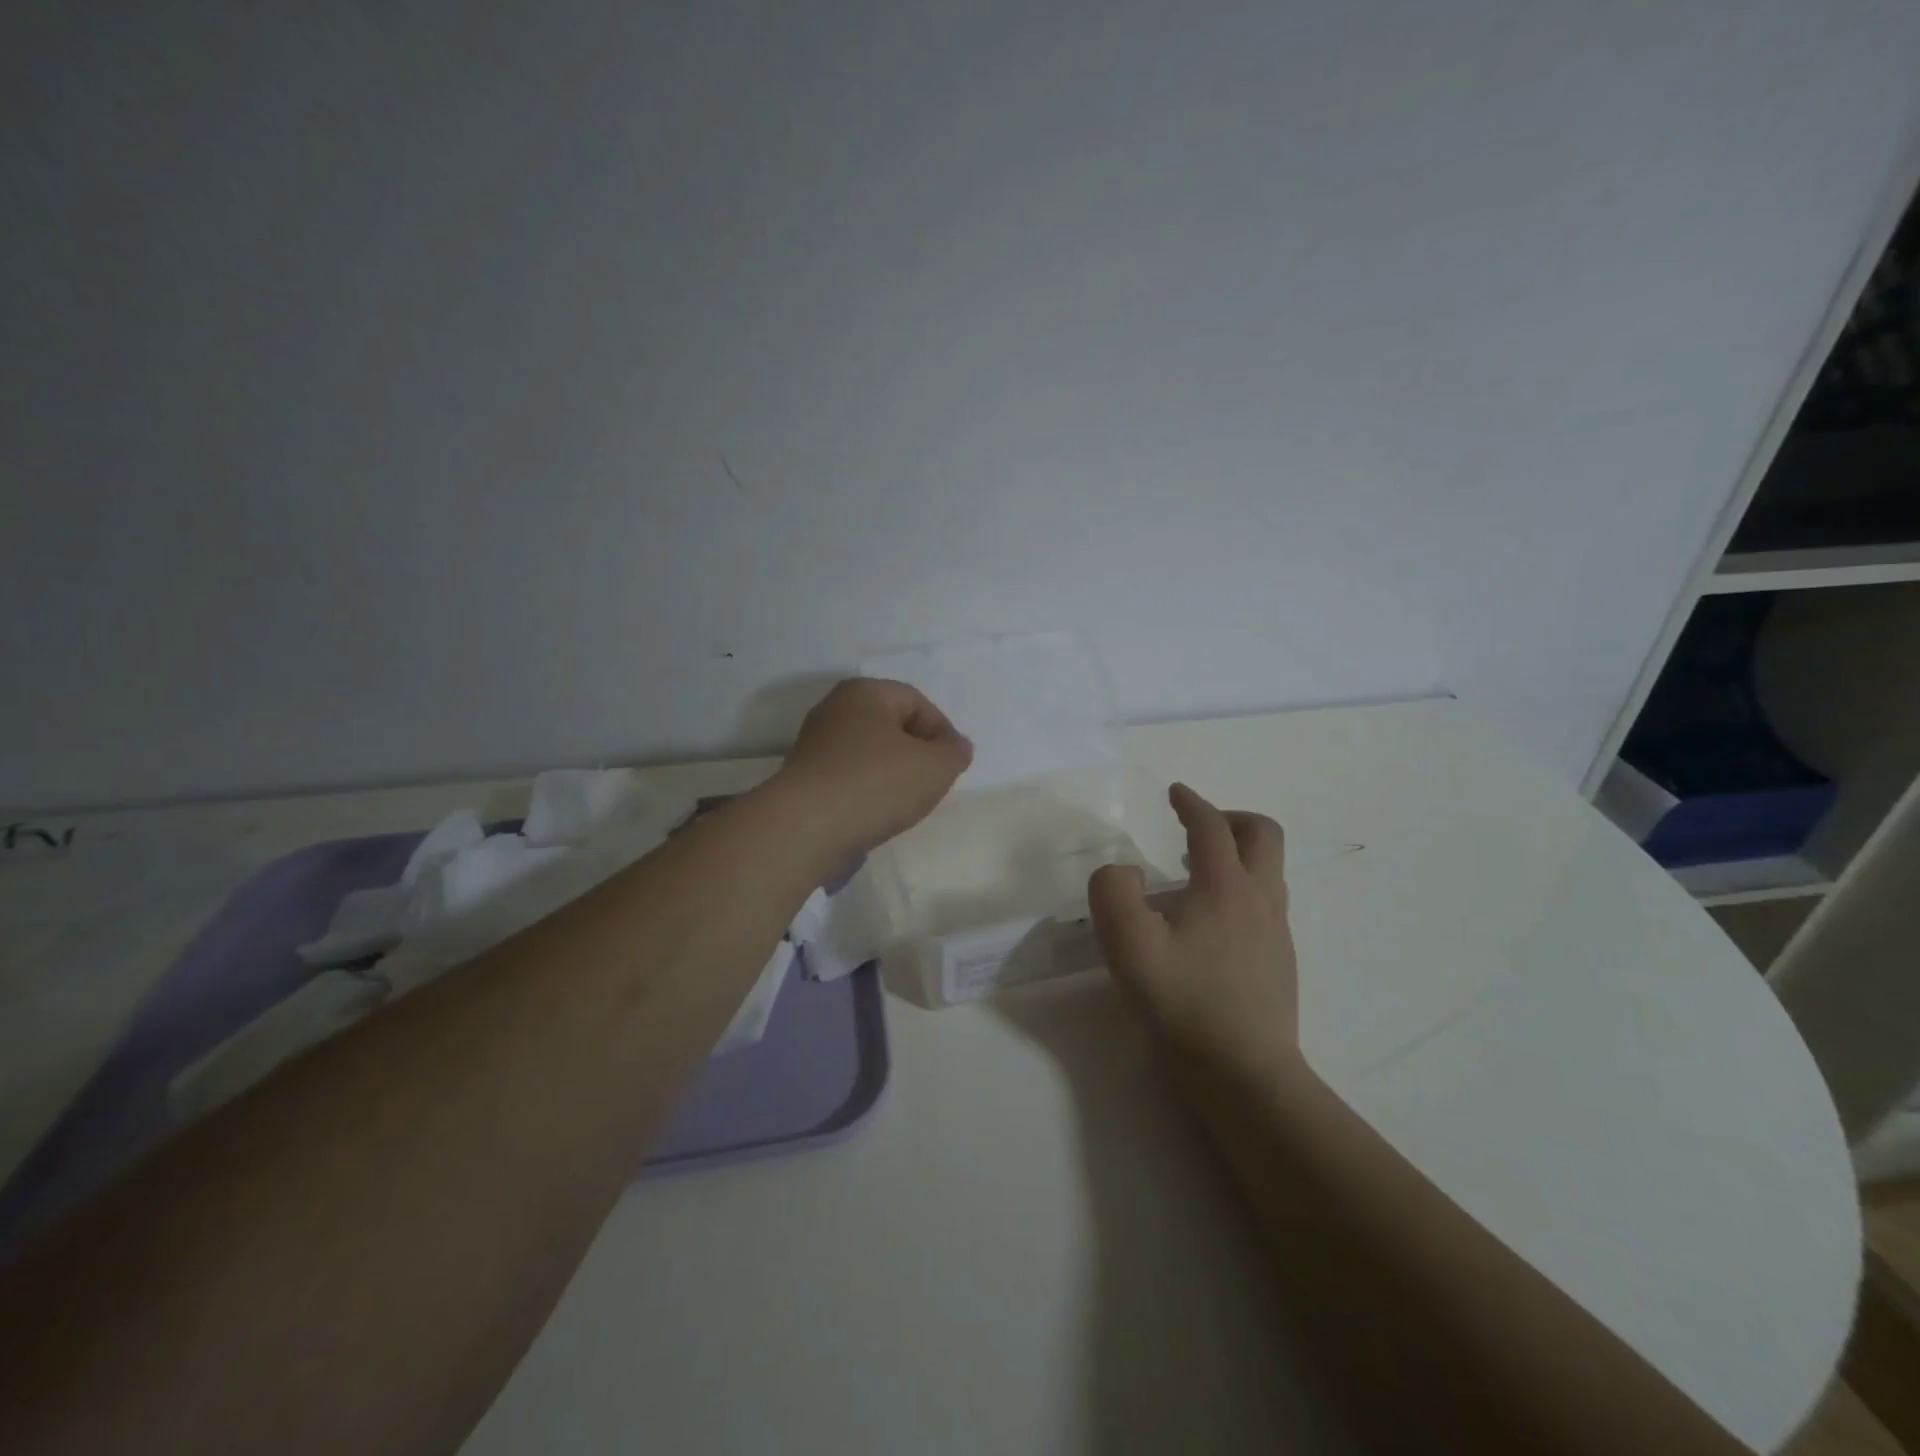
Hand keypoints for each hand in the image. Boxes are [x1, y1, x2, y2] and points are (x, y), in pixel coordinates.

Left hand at [770, 678, 972, 854]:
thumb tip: (955, 746)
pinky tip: (873, 816)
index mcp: (865, 692)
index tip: (950, 768)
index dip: (942, 734)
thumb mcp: (935, 767)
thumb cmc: (875, 784)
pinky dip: (866, 793)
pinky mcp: (803, 779)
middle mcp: (835, 710)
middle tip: (929, 786)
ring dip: (891, 777)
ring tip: (902, 806)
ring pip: (870, 755)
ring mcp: (814, 745)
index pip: (918, 703)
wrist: (805, 828)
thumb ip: (955, 752)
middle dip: (916, 756)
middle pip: (892, 728)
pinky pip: (848, 778)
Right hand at [1088, 783, 1299, 1085]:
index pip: (1212, 828)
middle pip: (1263, 836)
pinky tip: (1207, 925)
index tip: (1175, 793)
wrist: (1245, 1075)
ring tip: (1193, 876)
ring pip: (1267, 871)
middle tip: (1196, 828)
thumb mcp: (1128, 945)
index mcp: (1225, 887)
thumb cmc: (1183, 1003)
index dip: (1192, 803)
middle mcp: (1259, 900)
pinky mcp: (1279, 962)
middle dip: (1231, 819)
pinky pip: (1264, 904)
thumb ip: (1113, 893)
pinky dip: (1239, 890)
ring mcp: (1275, 933)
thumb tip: (1125, 873)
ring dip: (1236, 856)